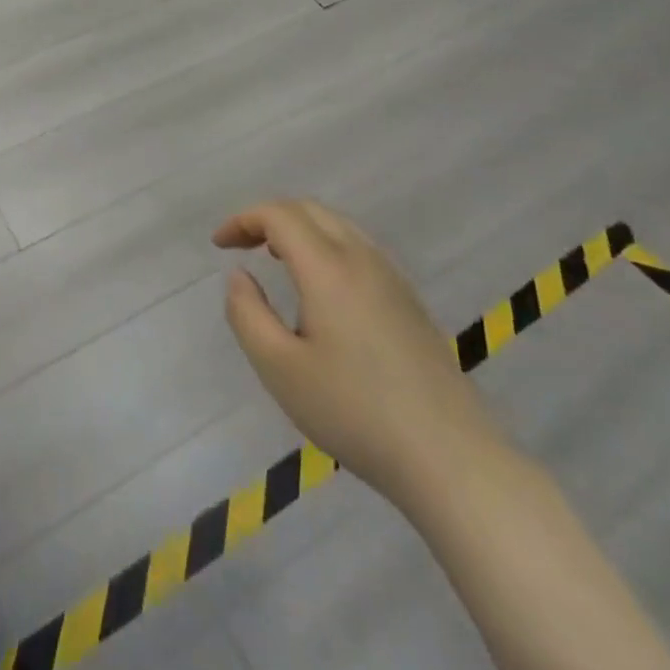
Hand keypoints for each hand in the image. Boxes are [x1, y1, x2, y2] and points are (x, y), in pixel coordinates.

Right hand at [215, 200, 504, 508]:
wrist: (450, 458)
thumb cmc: (355, 412)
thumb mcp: (279, 368)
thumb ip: (247, 314)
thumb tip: (239, 275)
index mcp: (328, 268)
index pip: (279, 215)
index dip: (243, 220)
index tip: (219, 245)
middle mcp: (362, 259)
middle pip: (310, 210)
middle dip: (269, 217)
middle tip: (241, 244)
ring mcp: (392, 278)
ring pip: (338, 226)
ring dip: (300, 229)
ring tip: (275, 258)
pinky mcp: (409, 301)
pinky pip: (359, 248)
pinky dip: (326, 245)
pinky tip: (320, 287)